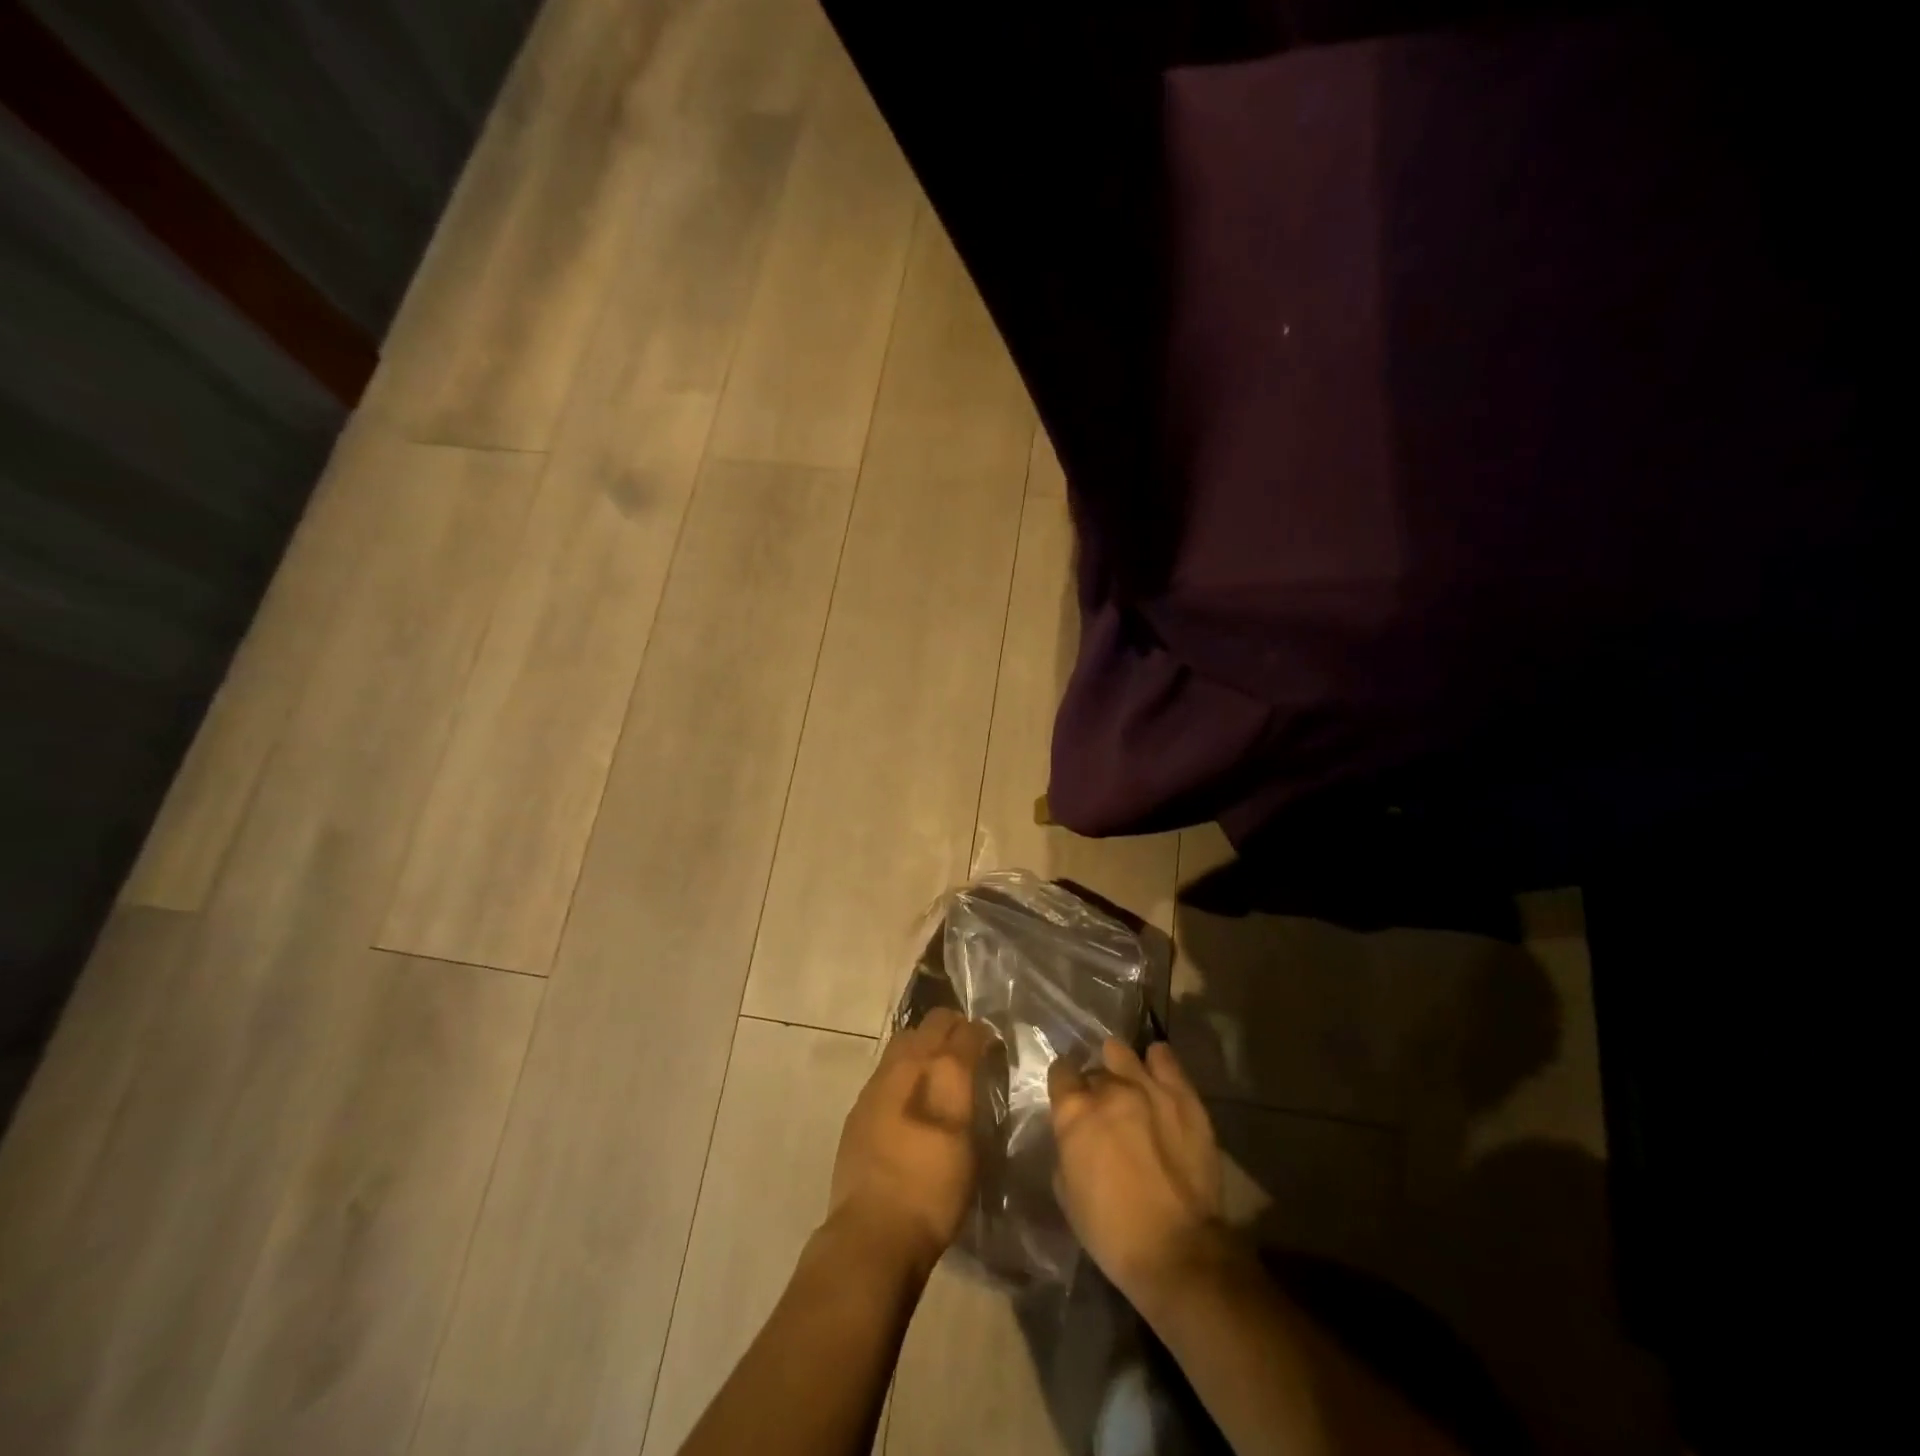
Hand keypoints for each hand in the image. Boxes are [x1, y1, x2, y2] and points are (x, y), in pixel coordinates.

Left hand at [826, 1008, 992, 1276]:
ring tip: (938, 1064)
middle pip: (930, 1024)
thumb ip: (971, 1100)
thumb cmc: (933, 1192)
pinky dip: (903, 1067)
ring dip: (924, 1042)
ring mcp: (876, 1083)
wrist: (872, 1232)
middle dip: (951, 1027)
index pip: (965, 1031)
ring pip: (904, 1040)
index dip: (981, 1033)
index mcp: (940, 1072)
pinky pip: (886, 1067)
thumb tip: (974, 1074)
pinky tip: (910, 1093)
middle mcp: (906, 1065)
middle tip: (967, 1045)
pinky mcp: (859, 1106)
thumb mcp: (970, 1147)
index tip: (992, 1043)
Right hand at [1049, 1039, 1225, 1307]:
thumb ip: (1067, 1148)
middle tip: (1104, 1111)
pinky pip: (1163, 1057)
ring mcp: (1147, 1086)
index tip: (1070, 1101)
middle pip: (1094, 1069)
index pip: (1060, 1072)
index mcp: (1074, 1112)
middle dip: (1095, 1086)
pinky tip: (1156, 1075)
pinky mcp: (1182, 1095)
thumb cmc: (1112, 1232)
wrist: (1178, 1251)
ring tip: (1128, 1085)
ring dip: (1120, 1067)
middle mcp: (1107, 1088)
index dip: (1064, 1087)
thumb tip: (1075, 1134)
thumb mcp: (1066, 1192)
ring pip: (1122, 1053)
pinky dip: (1156, 1063)